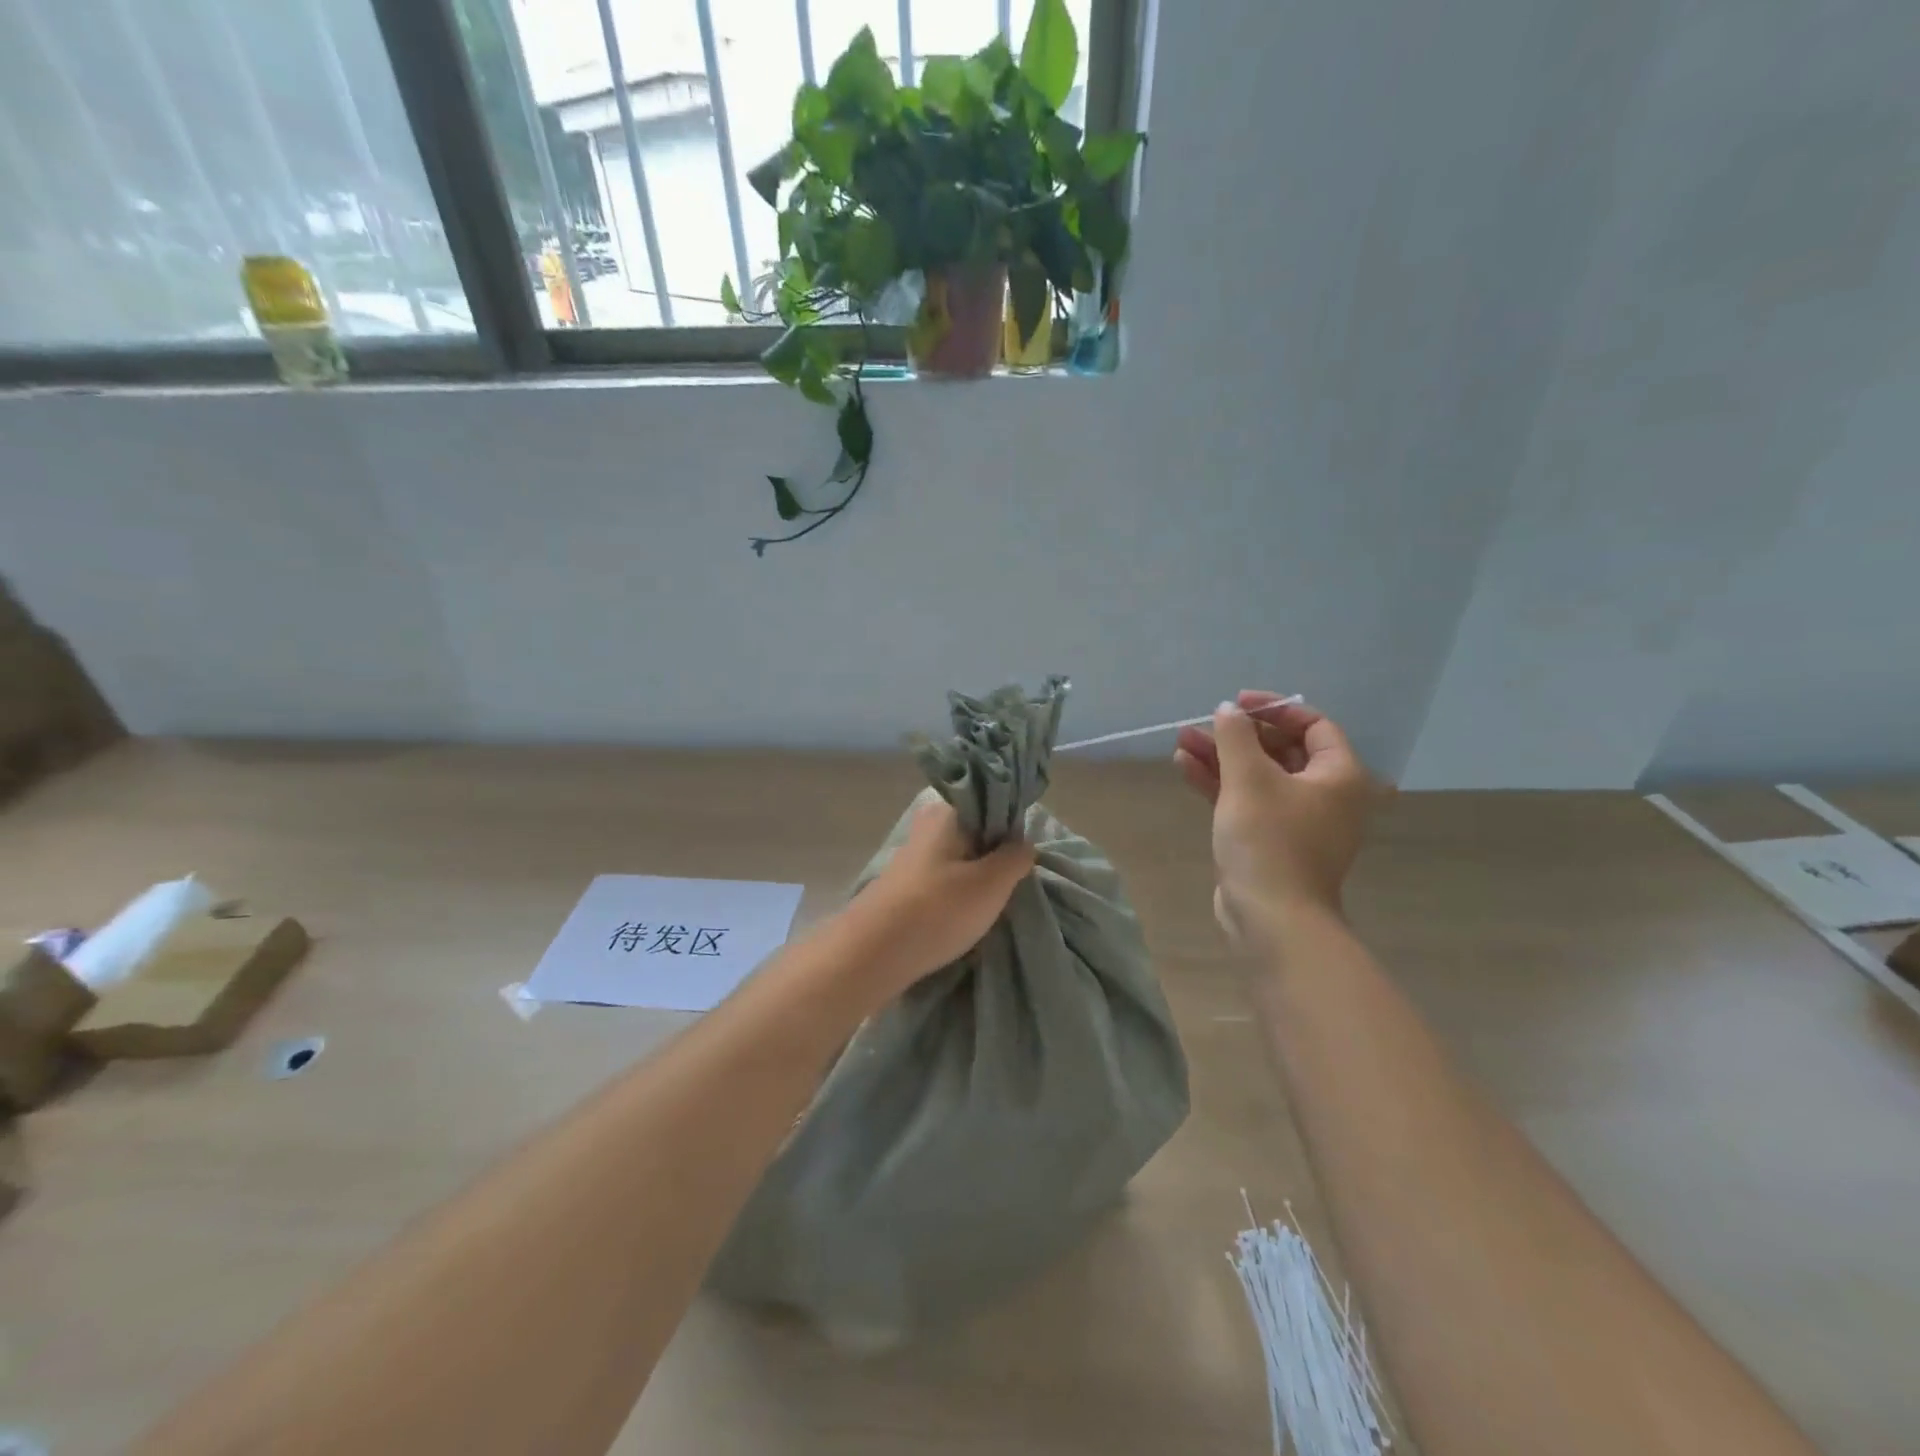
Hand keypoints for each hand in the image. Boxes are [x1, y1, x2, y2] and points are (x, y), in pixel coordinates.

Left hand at [842, 798, 1036, 993]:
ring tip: (991, 907)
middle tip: (1011, 886)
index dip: (1012, 831)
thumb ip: (1016, 857)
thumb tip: (1024, 843)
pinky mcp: (904, 886)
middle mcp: (927, 827)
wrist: (874, 953)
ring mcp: (912, 857)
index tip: (1024, 859)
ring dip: (976, 880)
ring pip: (959, 860)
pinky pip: (942, 882)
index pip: (991, 806)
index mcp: (947, 813)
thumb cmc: (939, 909)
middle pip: (975, 834)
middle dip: (995, 858)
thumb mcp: (992, 883)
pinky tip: (965, 918)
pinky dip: (956, 896)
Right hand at [1173, 691, 1375, 944]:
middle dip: (1238, 735)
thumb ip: (1236, 737)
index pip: (1313, 725)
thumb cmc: (1269, 840)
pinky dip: (1220, 783)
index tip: (1237, 704)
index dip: (1274, 709)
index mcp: (1339, 776)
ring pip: (1258, 775)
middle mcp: (1324, 795)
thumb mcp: (1249, 779)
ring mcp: (1296, 820)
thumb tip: (1228, 710)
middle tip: (1202, 724)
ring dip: (1221, 757)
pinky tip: (1185, 766)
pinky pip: (1247, 800)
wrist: (1271, 917)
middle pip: (1281, 750)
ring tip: (1182, 741)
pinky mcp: (1270, 840)